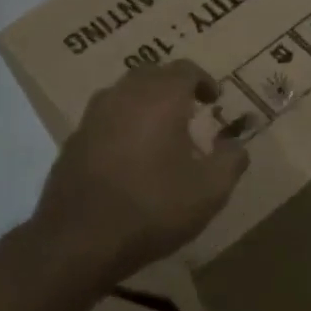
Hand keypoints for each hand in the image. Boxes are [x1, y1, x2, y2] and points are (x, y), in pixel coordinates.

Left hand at [29, 60, 251, 287]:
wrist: (79, 240)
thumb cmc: (152, 208)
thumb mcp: (209, 191)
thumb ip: (231, 161)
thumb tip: (237, 146)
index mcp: (160, 98)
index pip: (185, 70)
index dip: (204, 81)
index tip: (214, 101)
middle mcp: (124, 96)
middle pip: (152, 74)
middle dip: (173, 87)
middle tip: (190, 111)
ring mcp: (93, 117)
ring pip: (124, 94)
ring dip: (145, 104)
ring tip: (160, 132)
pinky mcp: (73, 141)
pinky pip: (105, 119)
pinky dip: (122, 125)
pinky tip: (130, 156)